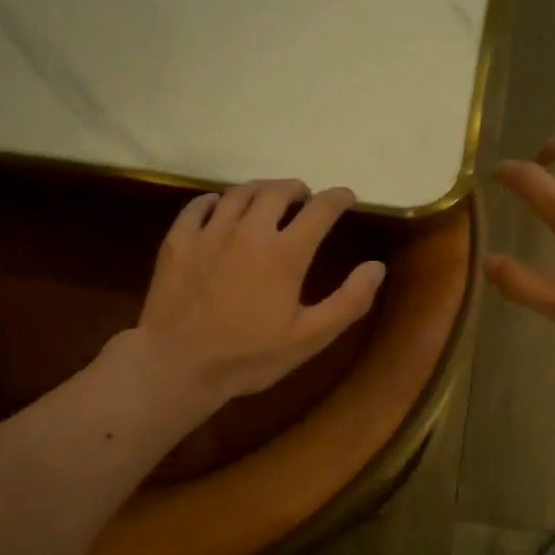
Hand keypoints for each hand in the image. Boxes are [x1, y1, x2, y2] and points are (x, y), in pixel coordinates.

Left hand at [133, 179, 386, 406]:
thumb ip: (348, 301)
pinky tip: (218, 207)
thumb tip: (377, 267)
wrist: (177, 366)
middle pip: (277, 191)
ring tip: (266, 198)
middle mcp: (249, 230)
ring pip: (239, 193)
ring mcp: (210, 232)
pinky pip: (198, 205)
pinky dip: (215, 200)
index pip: (320, 209)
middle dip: (296, 188)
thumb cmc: (249, 356)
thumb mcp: (309, 338)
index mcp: (285, 253)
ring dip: (259, 190)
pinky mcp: (178, 240)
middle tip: (303, 196)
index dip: (337, 198)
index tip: (345, 196)